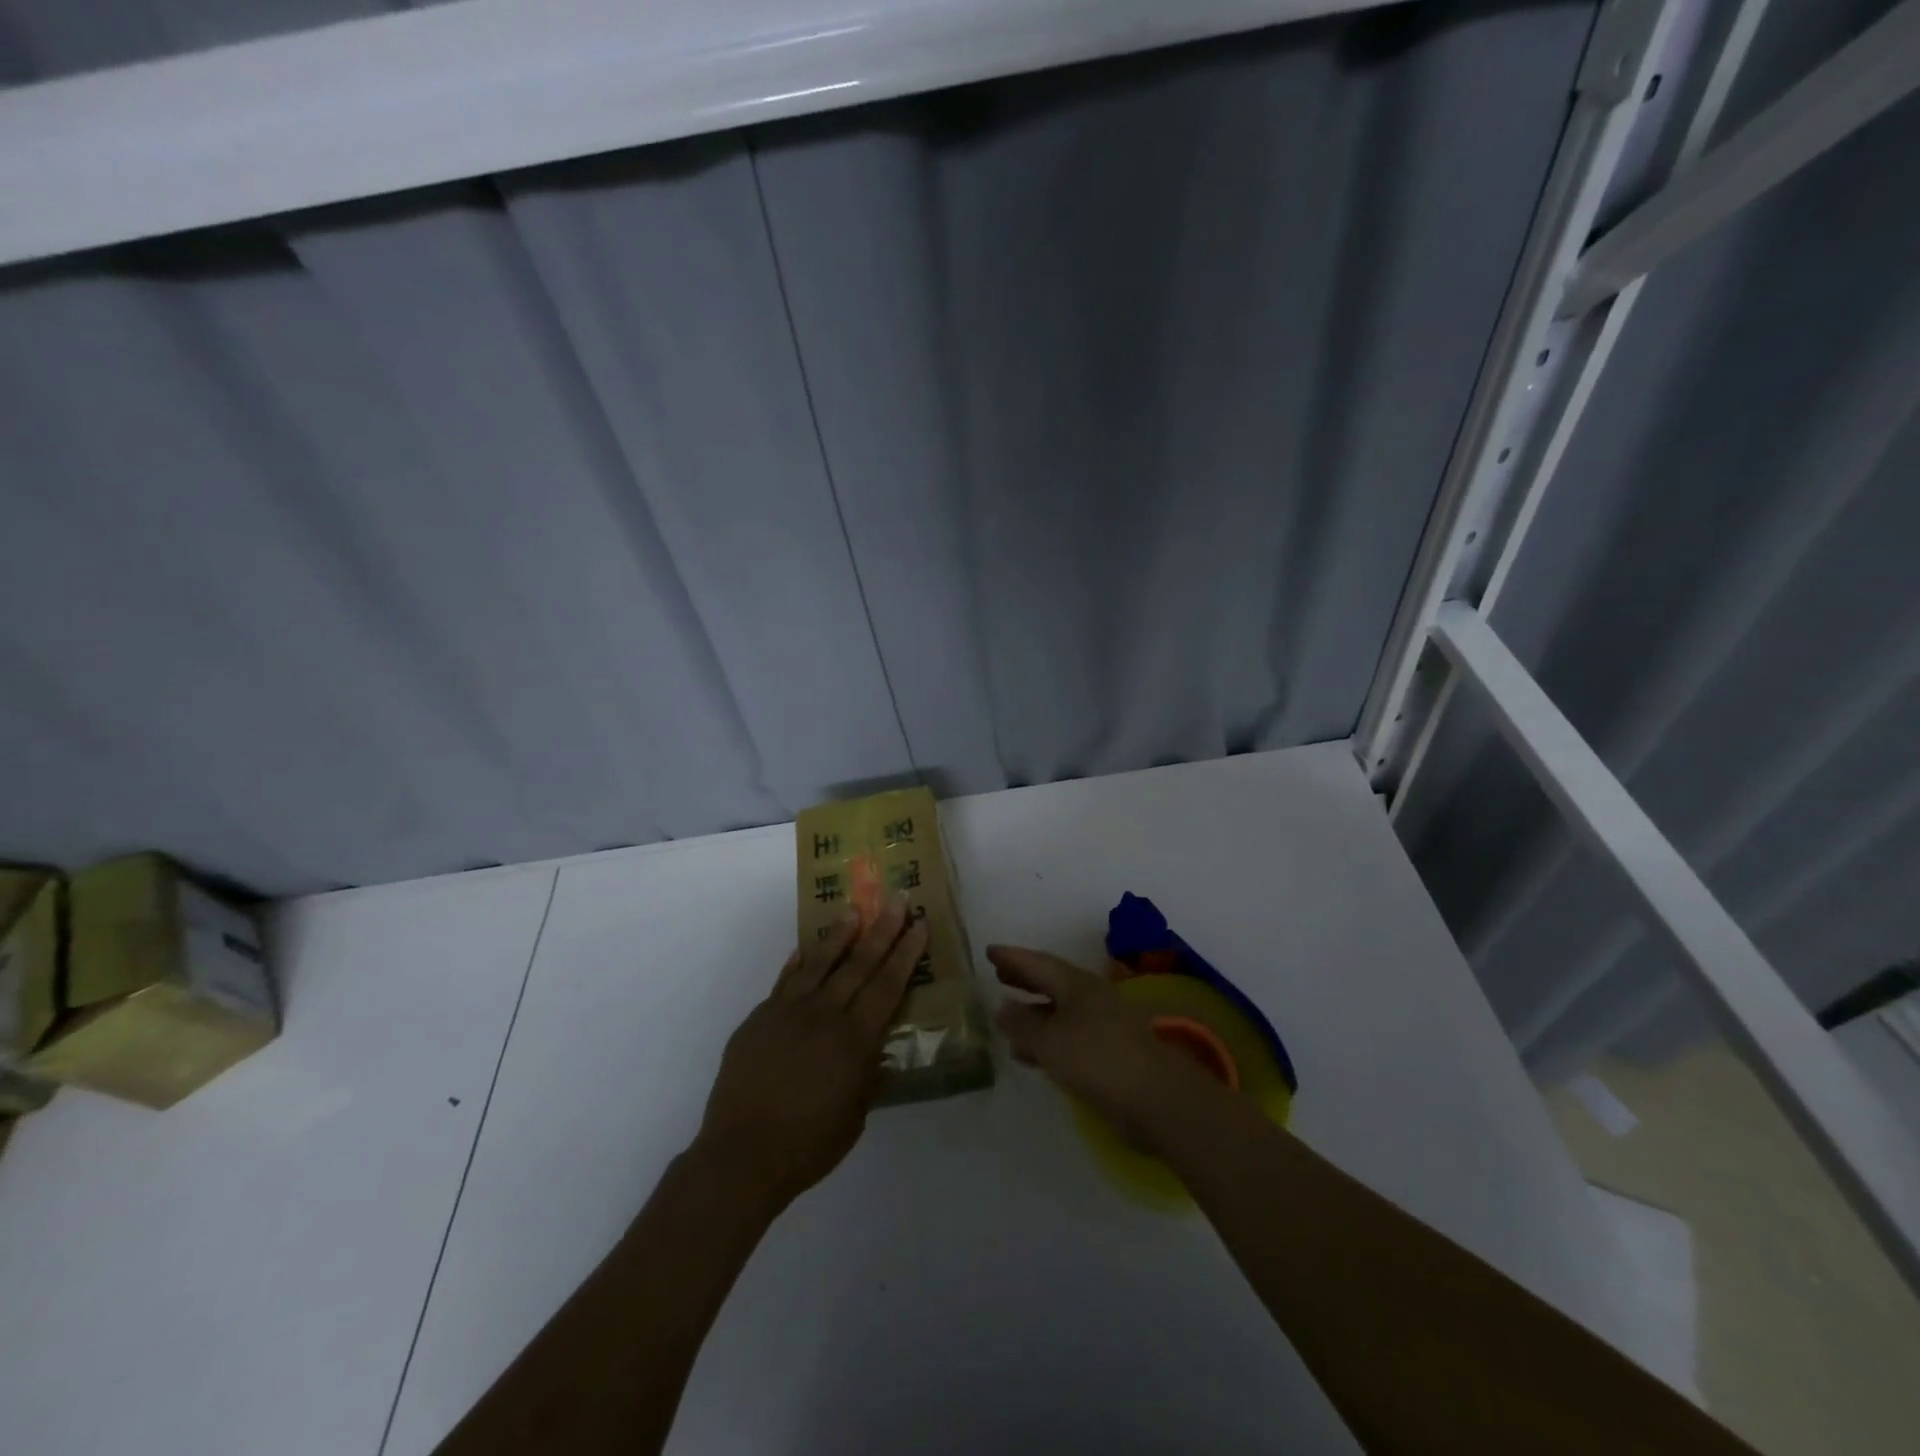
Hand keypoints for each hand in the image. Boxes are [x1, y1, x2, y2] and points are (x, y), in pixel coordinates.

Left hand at [694, 900, 927, 1212]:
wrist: (741, 1155)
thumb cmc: (808, 1145)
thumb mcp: (855, 1116)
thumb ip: (867, 1075)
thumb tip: (876, 1049)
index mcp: (854, 1040)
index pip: (887, 986)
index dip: (905, 953)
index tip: (918, 925)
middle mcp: (824, 1015)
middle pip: (858, 964)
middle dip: (881, 931)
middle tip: (896, 901)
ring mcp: (787, 1012)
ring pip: (819, 963)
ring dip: (839, 936)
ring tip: (853, 912)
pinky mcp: (759, 1018)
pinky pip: (784, 981)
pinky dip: (797, 963)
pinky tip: (805, 949)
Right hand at [989, 945, 1229, 1153]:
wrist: (1155, 1098)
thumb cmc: (1097, 1058)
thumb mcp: (1049, 1041)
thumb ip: (1022, 1024)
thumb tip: (1002, 1006)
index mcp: (1077, 984)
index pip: (1038, 963)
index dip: (1013, 958)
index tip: (989, 951)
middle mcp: (1091, 997)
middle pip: (1051, 982)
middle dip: (1024, 978)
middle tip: (998, 974)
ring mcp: (1102, 1024)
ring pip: (1060, 1010)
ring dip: (1034, 1011)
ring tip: (1007, 1015)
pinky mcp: (1108, 1052)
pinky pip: (1068, 1036)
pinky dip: (1046, 1038)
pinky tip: (1031, 1054)